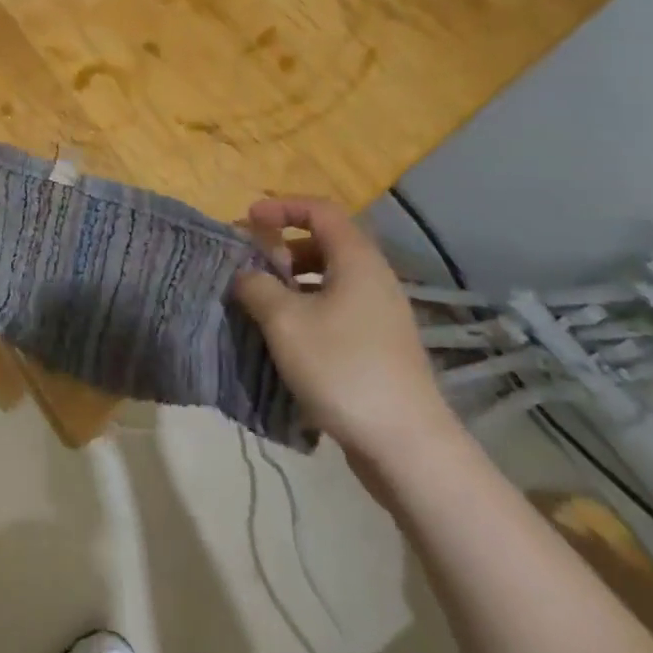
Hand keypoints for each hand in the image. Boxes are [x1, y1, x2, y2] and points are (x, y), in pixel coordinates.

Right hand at [233, 198, 458, 463]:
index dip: (282, 207)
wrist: (407, 446)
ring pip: (332, 279)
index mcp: (357, 260)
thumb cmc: (342, 368)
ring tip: (263, 302)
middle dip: (284, 246)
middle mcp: (374, 278)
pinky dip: (309, 308)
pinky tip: (287, 338)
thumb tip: (246, 275)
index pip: (320, 210)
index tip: (248, 220)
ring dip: (294, 281)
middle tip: (252, 262)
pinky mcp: (381, 347)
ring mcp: (382, 315)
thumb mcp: (284, 321)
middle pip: (327, 242)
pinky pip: (339, 309)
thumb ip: (257, 287)